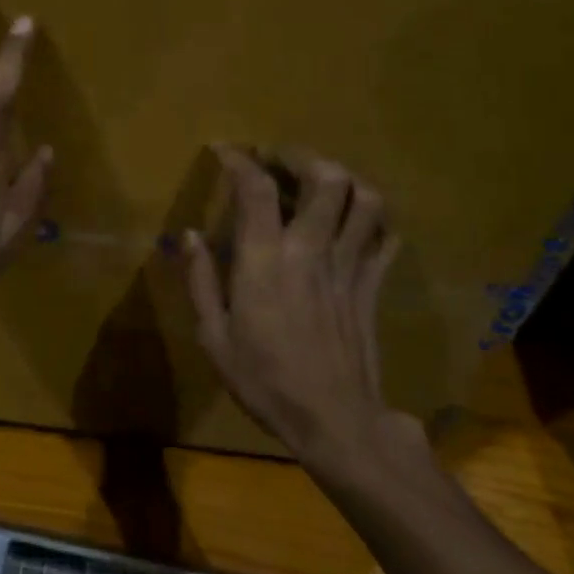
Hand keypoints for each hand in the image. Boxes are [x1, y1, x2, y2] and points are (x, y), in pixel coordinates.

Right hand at [185, 147, 420, 468]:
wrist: (334, 423)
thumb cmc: (265, 380)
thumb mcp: (214, 336)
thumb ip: (200, 280)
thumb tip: (189, 235)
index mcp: (266, 260)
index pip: (256, 188)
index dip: (239, 159)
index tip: (224, 150)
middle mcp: (312, 249)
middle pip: (325, 177)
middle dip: (300, 156)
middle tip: (278, 160)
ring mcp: (350, 265)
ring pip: (364, 200)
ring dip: (342, 179)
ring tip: (318, 182)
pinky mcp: (373, 285)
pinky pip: (385, 236)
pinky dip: (373, 217)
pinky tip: (354, 219)